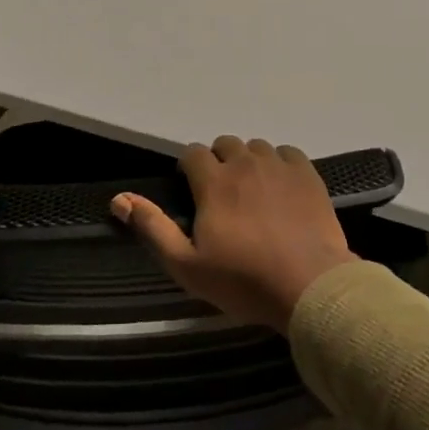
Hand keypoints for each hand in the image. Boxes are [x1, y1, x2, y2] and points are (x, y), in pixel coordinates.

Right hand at [111, 136, 357, 332]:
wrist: (308, 285)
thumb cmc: (243, 280)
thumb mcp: (186, 264)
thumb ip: (153, 228)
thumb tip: (119, 199)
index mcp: (214, 182)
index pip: (193, 153)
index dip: (188, 167)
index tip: (192, 189)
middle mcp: (245, 164)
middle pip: (226, 144)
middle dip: (218, 161)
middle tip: (222, 193)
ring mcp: (280, 167)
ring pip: (257, 147)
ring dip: (249, 161)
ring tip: (252, 190)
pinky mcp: (308, 176)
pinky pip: (288, 153)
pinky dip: (280, 163)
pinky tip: (281, 186)